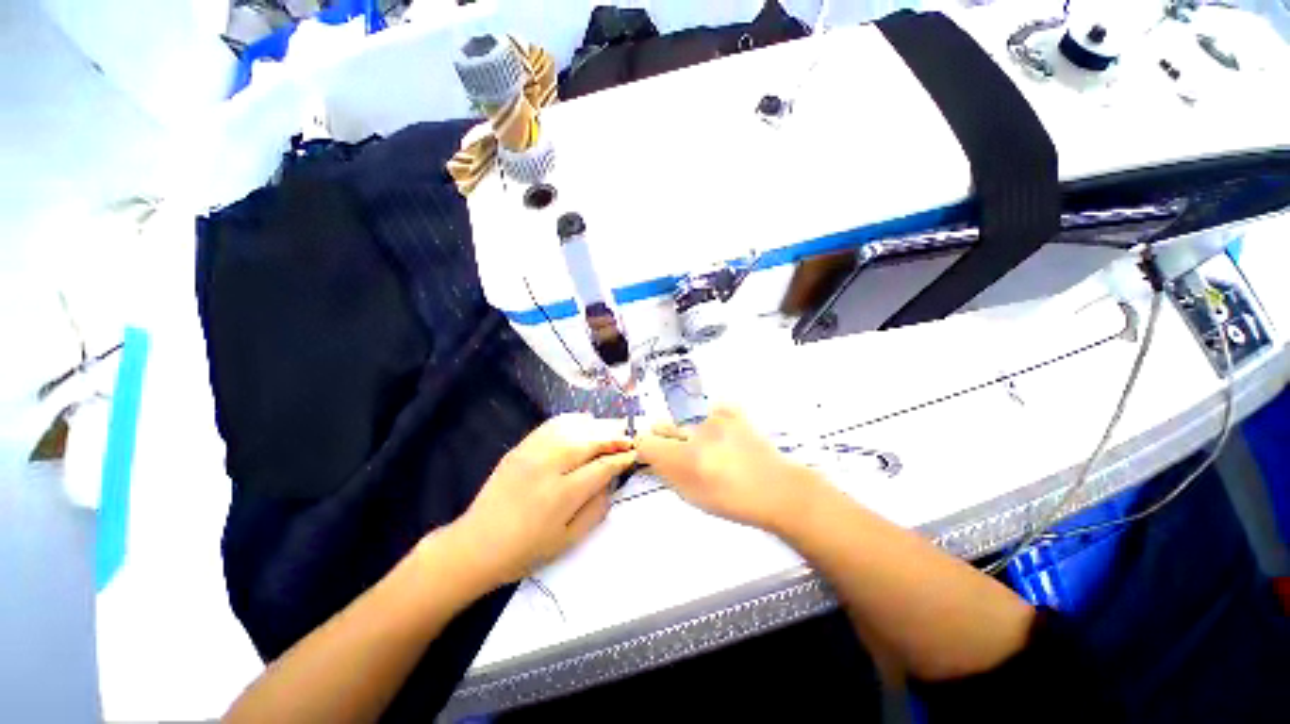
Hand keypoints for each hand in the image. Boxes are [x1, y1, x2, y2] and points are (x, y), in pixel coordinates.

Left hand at [452, 414, 636, 586]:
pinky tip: (583, 422)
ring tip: (610, 428)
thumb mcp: (569, 540)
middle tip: (628, 437)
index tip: (634, 455)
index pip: (602, 467)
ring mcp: (532, 453)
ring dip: (596, 426)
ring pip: (573, 429)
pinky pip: (551, 425)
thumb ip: (596, 509)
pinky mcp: (520, 447)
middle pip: (590, 442)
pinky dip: (571, 420)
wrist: (476, 545)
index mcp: (563, 495)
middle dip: (614, 438)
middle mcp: (549, 467)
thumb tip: (611, 481)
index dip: (622, 459)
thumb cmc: (526, 550)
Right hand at [636, 405, 818, 531]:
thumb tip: (652, 459)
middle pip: (663, 426)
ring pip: (687, 422)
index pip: (646, 442)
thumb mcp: (693, 496)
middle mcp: (697, 434)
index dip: (646, 450)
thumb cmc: (734, 501)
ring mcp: (716, 420)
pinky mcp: (732, 412)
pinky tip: (724, 436)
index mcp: (686, 459)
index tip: (652, 456)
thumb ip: (667, 475)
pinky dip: (712, 422)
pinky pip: (709, 412)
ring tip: (713, 449)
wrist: (776, 489)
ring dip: (691, 434)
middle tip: (682, 454)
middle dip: (665, 439)